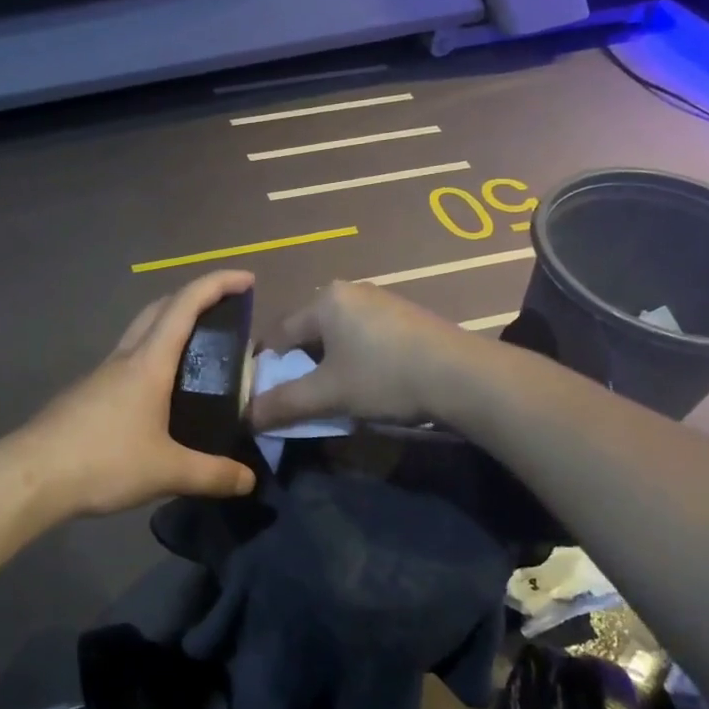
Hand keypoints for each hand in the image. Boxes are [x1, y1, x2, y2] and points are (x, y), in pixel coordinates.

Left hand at [21, 270, 258, 516]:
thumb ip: (212, 474)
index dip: (217, 284)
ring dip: (169, 329)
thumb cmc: (103, 460)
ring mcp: (101, 374)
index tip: (246, 279)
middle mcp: (124, 358)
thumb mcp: (167, 471)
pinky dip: (151, 360)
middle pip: (159, 309)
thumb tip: (249, 480)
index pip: (185, 305)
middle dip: (193, 298)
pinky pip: (126, 363)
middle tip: (223, 314)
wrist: (31, 475)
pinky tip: (159, 396)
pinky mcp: (86, 394)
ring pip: (139, 334)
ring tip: (197, 357)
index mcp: (148, 363)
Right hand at [248, 281, 469, 429]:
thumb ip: (283, 403)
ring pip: (337, 336)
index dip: (266, 367)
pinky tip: (367, 383)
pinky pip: (364, 337)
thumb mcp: (328, 394)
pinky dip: (355, 359)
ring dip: (328, 364)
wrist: (463, 376)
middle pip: (308, 332)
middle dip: (299, 366)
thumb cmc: (385, 376)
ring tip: (331, 395)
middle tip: (297, 397)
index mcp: (325, 299)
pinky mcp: (405, 317)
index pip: (278, 333)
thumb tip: (245, 417)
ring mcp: (381, 301)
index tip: (262, 395)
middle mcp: (350, 291)